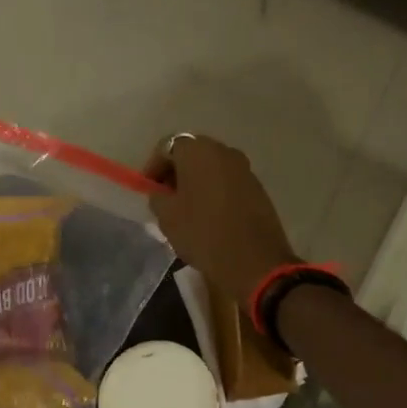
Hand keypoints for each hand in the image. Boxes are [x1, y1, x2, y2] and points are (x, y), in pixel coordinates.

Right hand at [146, 135, 297, 303]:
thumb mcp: (167, 216)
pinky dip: (216, 191)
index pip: (166, 146)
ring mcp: (245, 168)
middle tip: (166, 197)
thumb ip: (158, 196)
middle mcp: (224, 151)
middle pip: (192, 153)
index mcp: (198, 150)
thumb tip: (161, 192)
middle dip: (176, 172)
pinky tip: (211, 215)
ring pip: (212, 168)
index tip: (148, 189)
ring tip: (187, 209)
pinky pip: (229, 182)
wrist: (254, 260)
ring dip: (197, 182)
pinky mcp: (258, 187)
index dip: (153, 166)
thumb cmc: (203, 232)